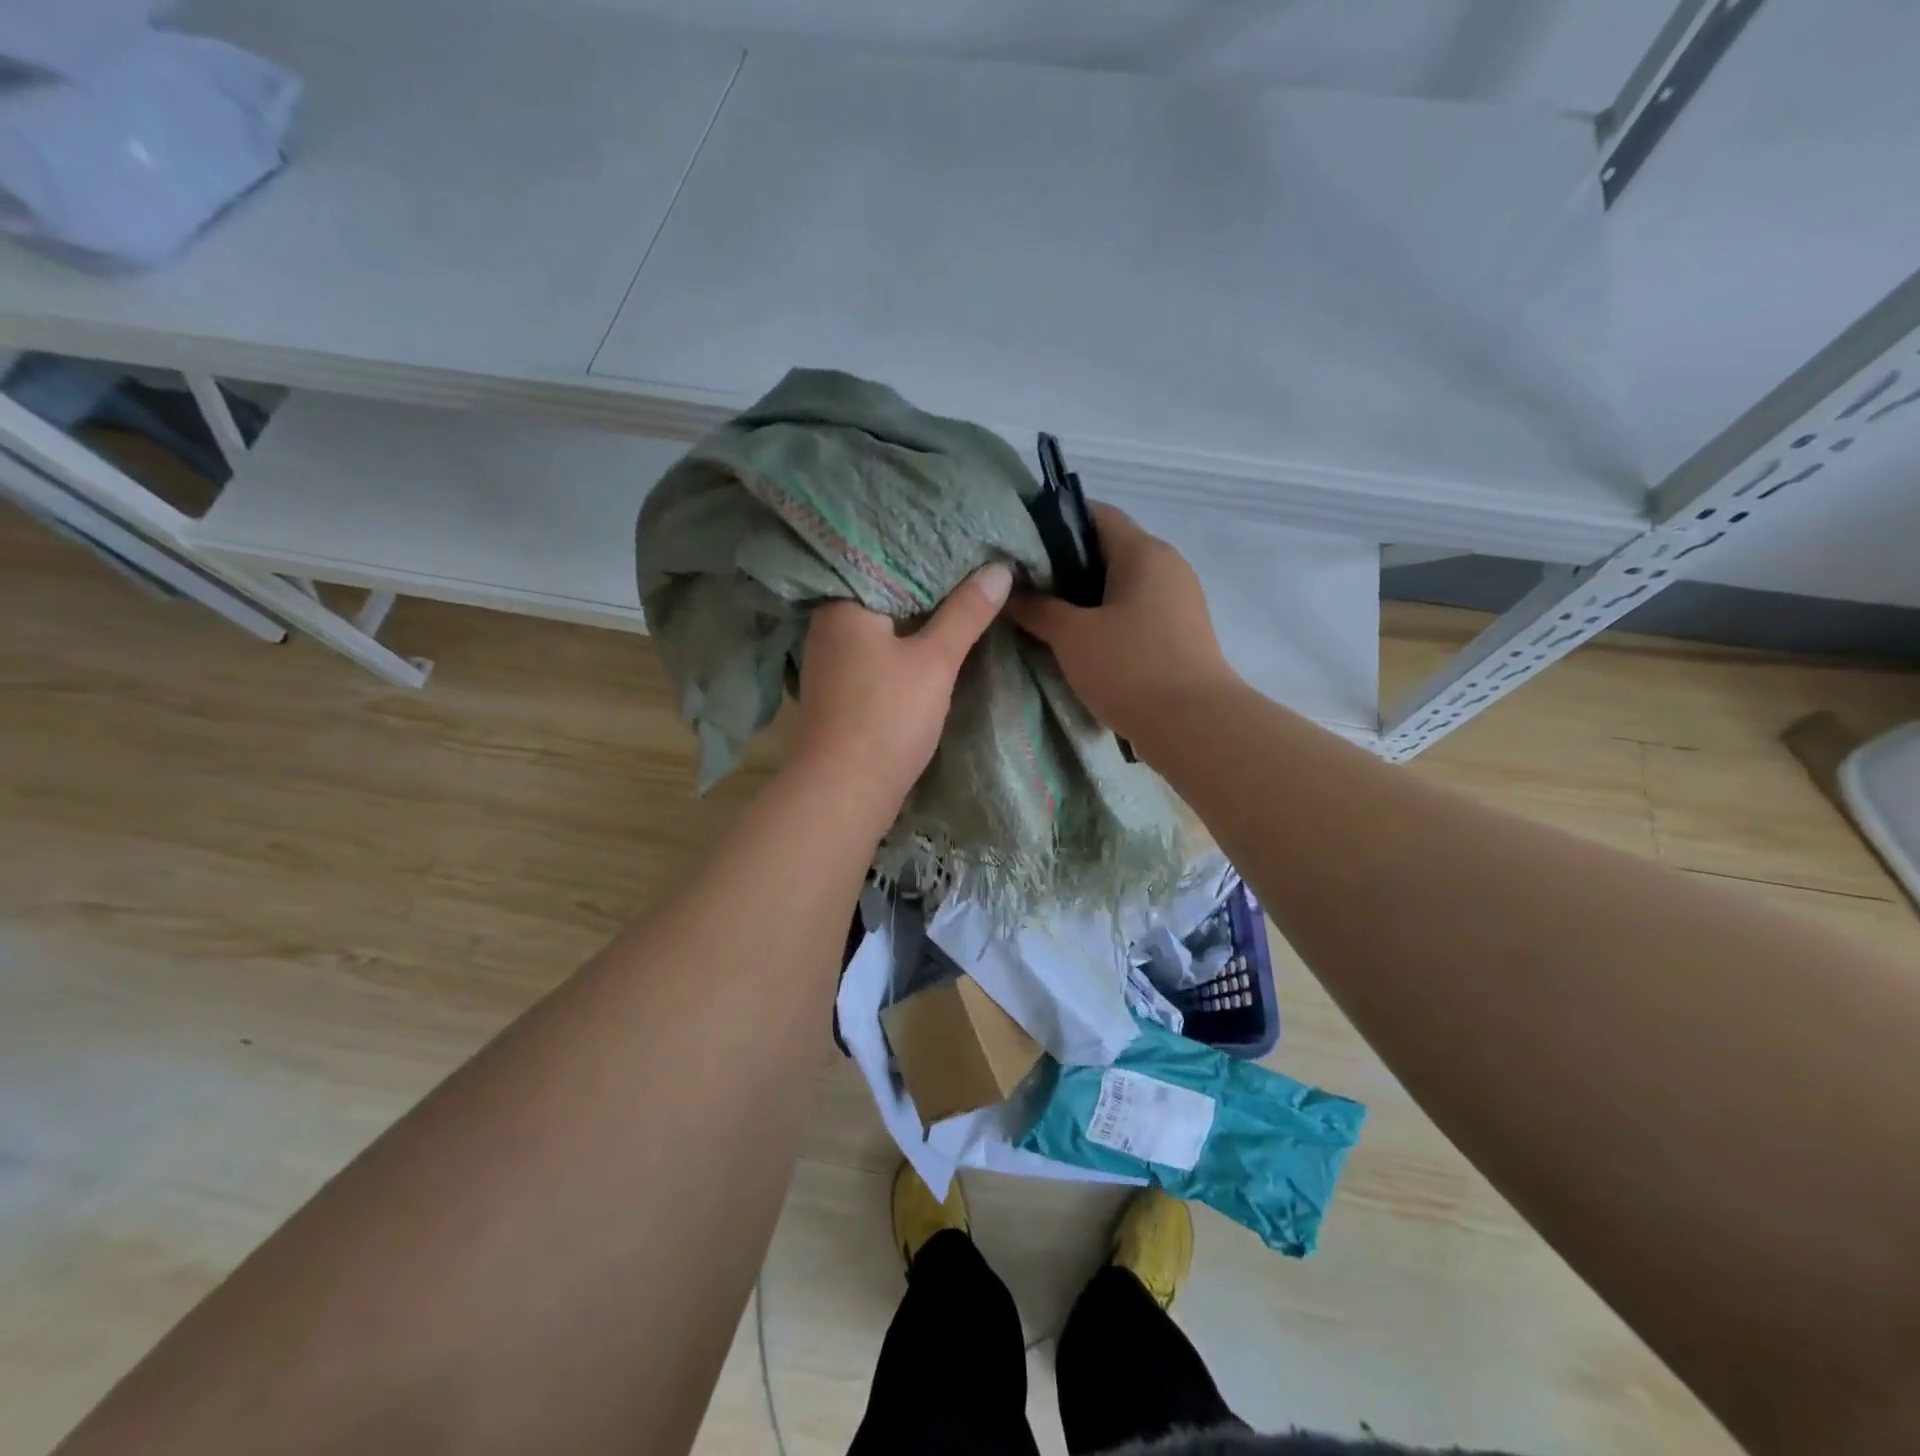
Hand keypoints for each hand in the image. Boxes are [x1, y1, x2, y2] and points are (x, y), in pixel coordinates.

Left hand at [790, 563, 1013, 814]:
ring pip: (882, 625)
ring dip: (916, 618)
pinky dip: (903, 645)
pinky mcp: (840, 688)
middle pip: (885, 593)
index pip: (887, 559)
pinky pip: (877, 651)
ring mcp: (831, 659)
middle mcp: (829, 624)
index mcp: (843, 603)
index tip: (968, 546)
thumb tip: (1000, 569)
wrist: (843, 792)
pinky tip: (932, 643)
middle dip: (927, 587)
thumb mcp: (935, 661)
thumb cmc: (887, 717)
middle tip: (974, 569)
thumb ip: (966, 614)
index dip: (929, 553)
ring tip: (961, 599)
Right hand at [1009, 504, 1236, 743]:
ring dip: (1083, 599)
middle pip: (1107, 550)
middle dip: (1064, 566)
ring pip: (1120, 586)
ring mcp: (1178, 602)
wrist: (1194, 727)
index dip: (1054, 522)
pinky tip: (1078, 645)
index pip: (1095, 515)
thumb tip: (1009, 593)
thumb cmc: (1130, 668)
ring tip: (1043, 617)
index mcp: (1144, 552)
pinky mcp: (1180, 635)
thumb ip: (1038, 608)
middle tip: (1023, 586)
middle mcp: (1167, 566)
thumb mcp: (1072, 636)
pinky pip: (1134, 614)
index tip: (1019, 543)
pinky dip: (1105, 621)